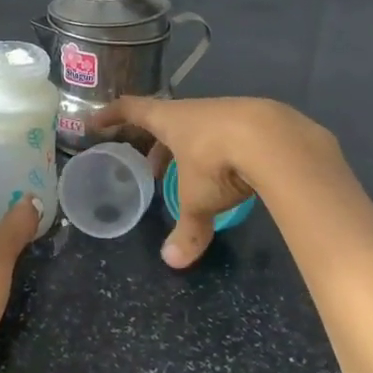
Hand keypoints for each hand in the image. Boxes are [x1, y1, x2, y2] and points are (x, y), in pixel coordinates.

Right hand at [95, 95, 339, 268]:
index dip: (110, 115)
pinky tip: (231, 173)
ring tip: (189, 175)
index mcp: (169, 120)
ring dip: (187, 149)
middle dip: (154, 144)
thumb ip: (188, 228)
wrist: (278, 140)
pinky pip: (226, 134)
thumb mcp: (198, 199)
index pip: (130, 110)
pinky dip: (218, 151)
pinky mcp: (255, 121)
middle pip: (164, 121)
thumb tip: (172, 262)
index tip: (94, 123)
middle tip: (149, 168)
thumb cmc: (219, 161)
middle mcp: (193, 111)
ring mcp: (225, 112)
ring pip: (197, 128)